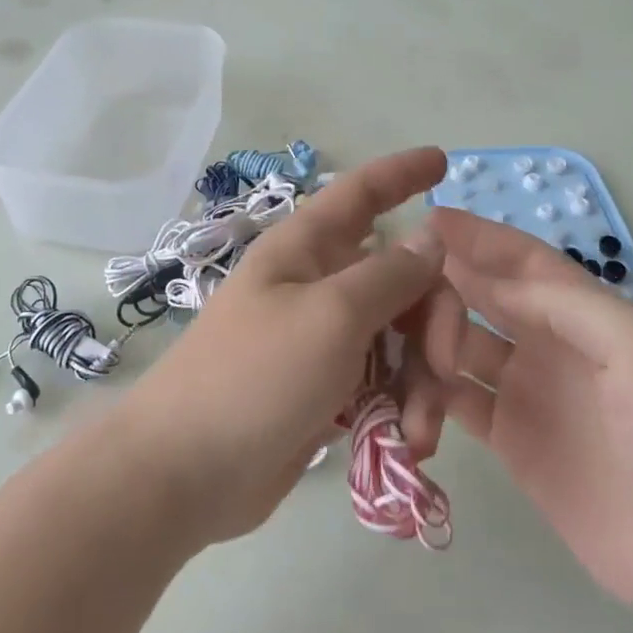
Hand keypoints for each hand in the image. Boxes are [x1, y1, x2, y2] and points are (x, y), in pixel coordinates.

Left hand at [114, 147, 448, 545]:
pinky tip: (406, 444)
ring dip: (423, 380)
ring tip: (419, 432)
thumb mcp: (331, 316)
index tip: (444, 161)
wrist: (186, 471)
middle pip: (400, 278)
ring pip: (399, 338)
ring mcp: (322, 339)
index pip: (360, 193)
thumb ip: (389, 275)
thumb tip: (431, 236)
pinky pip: (384, 383)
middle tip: (446, 366)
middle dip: (434, 320)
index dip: (401, 173)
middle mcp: (317, 285)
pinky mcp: (326, 389)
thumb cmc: (256, 376)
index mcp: (307, 250)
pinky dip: (403, 408)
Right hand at [404, 209, 632, 630]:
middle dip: (441, 284)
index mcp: (584, 314)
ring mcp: (525, 391)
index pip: (522, 262)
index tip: (427, 219)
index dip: (479, 237)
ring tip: (403, 354)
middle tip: (392, 286)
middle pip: (481, 296)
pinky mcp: (508, 438)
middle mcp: (549, 342)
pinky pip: (454, 401)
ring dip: (428, 341)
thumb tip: (485, 277)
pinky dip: (428, 395)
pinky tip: (408, 401)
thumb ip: (565, 304)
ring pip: (458, 345)